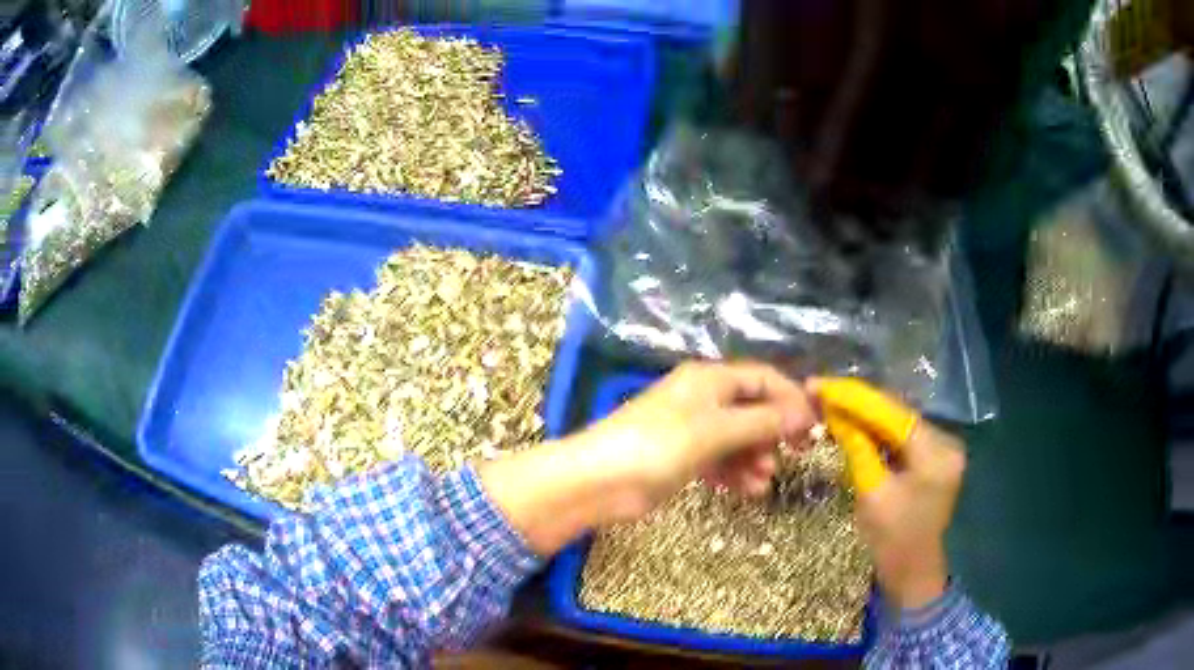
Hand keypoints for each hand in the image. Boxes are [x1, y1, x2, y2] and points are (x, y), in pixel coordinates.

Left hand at [479, 362, 814, 555]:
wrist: (601, 481)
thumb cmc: (660, 445)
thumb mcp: (716, 430)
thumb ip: (763, 421)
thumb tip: (803, 414)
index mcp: (711, 379)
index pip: (763, 379)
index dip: (791, 399)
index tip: (813, 426)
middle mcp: (704, 399)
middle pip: (753, 409)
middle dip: (773, 433)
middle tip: (794, 455)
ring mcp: (693, 430)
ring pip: (738, 439)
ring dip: (755, 458)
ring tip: (761, 482)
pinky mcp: (683, 459)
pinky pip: (720, 461)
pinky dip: (734, 474)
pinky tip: (744, 491)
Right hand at [810, 378, 965, 609]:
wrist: (913, 572)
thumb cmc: (892, 541)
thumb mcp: (871, 493)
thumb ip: (858, 448)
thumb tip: (835, 412)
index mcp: (934, 453)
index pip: (891, 413)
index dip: (853, 397)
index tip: (818, 385)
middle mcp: (945, 440)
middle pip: (895, 412)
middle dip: (857, 401)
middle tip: (819, 390)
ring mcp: (941, 447)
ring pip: (896, 420)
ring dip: (864, 412)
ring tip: (829, 400)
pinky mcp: (933, 456)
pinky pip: (900, 435)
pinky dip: (875, 428)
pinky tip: (852, 421)